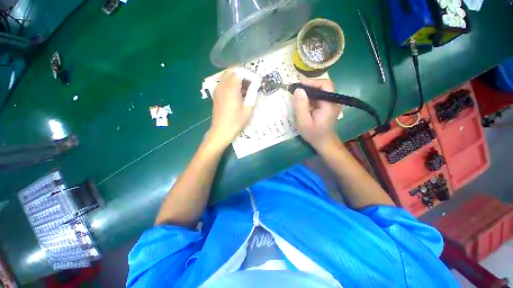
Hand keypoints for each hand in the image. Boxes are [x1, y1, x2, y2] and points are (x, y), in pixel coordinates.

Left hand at [208, 68, 260, 147]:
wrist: (221, 130)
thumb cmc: (236, 121)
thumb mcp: (247, 108)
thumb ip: (253, 93)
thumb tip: (256, 83)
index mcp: (231, 88)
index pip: (240, 72)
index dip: (250, 74)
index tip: (257, 81)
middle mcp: (222, 85)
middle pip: (232, 71)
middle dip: (243, 74)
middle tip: (252, 82)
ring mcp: (218, 89)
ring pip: (227, 76)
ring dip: (237, 78)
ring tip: (247, 88)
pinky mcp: (216, 94)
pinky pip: (224, 82)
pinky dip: (232, 83)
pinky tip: (238, 93)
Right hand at [293, 79, 341, 149]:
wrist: (323, 142)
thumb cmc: (313, 134)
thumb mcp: (303, 122)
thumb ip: (301, 106)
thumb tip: (298, 90)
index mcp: (330, 104)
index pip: (325, 85)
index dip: (311, 82)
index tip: (298, 85)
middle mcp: (333, 100)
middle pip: (323, 85)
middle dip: (308, 86)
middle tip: (295, 90)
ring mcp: (331, 102)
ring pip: (320, 90)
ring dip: (308, 91)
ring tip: (296, 95)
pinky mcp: (327, 105)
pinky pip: (318, 96)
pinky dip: (309, 97)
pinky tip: (302, 101)